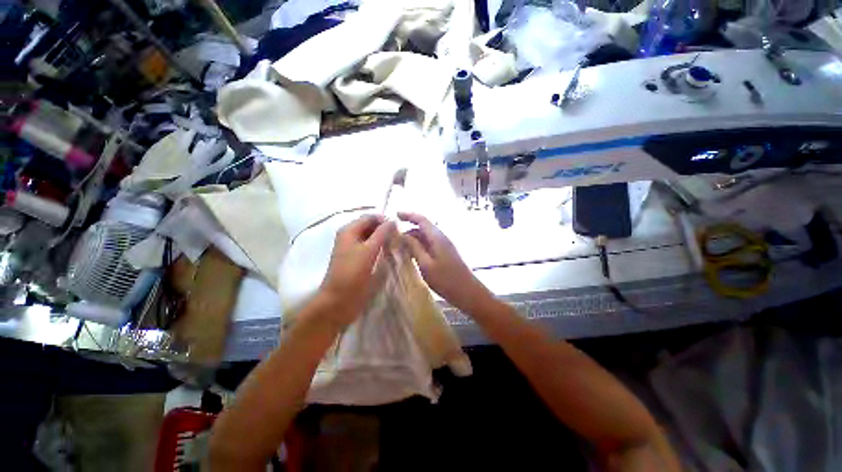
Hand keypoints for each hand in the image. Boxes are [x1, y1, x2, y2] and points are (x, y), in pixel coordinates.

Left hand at [318, 214, 395, 327]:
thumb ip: (382, 233)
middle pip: (370, 226)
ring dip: (383, 238)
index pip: (370, 217)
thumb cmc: (353, 273)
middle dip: (384, 229)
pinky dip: (379, 247)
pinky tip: (388, 252)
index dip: (384, 220)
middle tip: (399, 237)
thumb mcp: (369, 250)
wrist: (338, 300)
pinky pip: (369, 247)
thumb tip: (393, 220)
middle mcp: (349, 236)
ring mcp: (352, 248)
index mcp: (349, 230)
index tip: (399, 228)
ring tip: (396, 244)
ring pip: (370, 237)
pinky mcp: (356, 259)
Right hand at [398, 212, 491, 311]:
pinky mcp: (445, 254)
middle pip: (423, 228)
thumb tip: (402, 235)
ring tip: (398, 246)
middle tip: (392, 236)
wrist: (469, 293)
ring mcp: (444, 246)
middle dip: (408, 229)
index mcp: (437, 237)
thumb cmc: (447, 280)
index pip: (422, 219)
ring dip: (413, 239)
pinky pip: (429, 245)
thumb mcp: (426, 265)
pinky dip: (419, 246)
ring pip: (425, 237)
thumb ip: (414, 248)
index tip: (395, 214)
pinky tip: (411, 255)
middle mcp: (441, 238)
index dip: (409, 215)